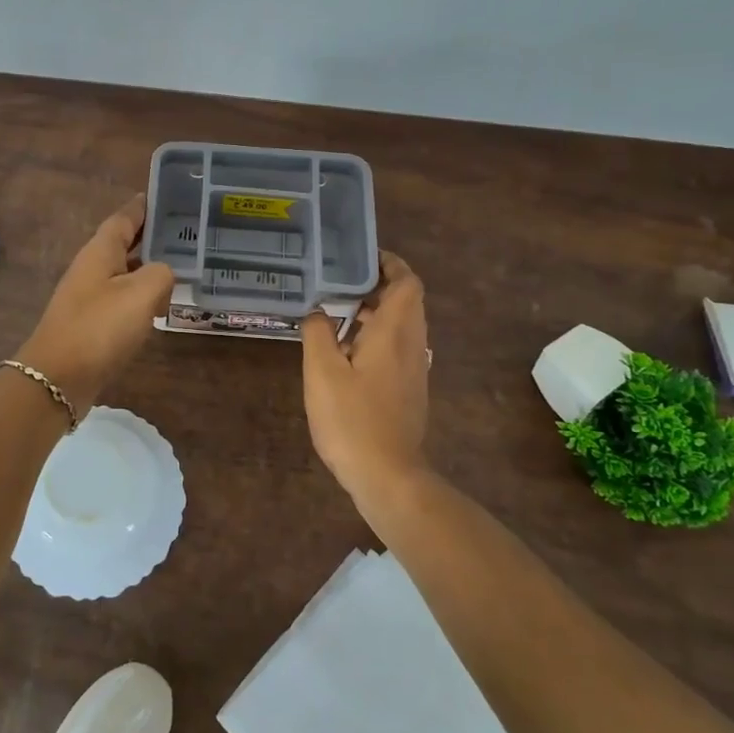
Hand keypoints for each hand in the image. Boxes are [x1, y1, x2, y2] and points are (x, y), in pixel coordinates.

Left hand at [17, 195, 174, 415]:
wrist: (58, 378)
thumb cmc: (99, 328)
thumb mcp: (141, 293)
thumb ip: (161, 274)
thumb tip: (163, 276)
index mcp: (100, 252)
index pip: (124, 217)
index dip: (144, 206)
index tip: (166, 195)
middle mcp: (92, 268)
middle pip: (125, 244)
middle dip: (152, 237)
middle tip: (187, 232)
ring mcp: (89, 297)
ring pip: (125, 273)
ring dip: (149, 269)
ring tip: (183, 267)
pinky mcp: (92, 324)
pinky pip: (122, 300)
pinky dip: (142, 297)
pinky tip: (161, 306)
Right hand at [302, 250, 429, 495]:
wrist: (388, 475)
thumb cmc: (352, 419)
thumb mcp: (322, 372)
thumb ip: (318, 333)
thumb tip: (318, 311)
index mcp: (394, 333)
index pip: (407, 283)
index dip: (390, 263)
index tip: (362, 257)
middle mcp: (412, 345)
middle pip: (407, 301)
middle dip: (379, 286)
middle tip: (342, 283)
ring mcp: (415, 369)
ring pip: (403, 326)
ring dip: (377, 313)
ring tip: (339, 314)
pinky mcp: (410, 389)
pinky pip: (399, 348)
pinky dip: (378, 337)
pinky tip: (347, 353)